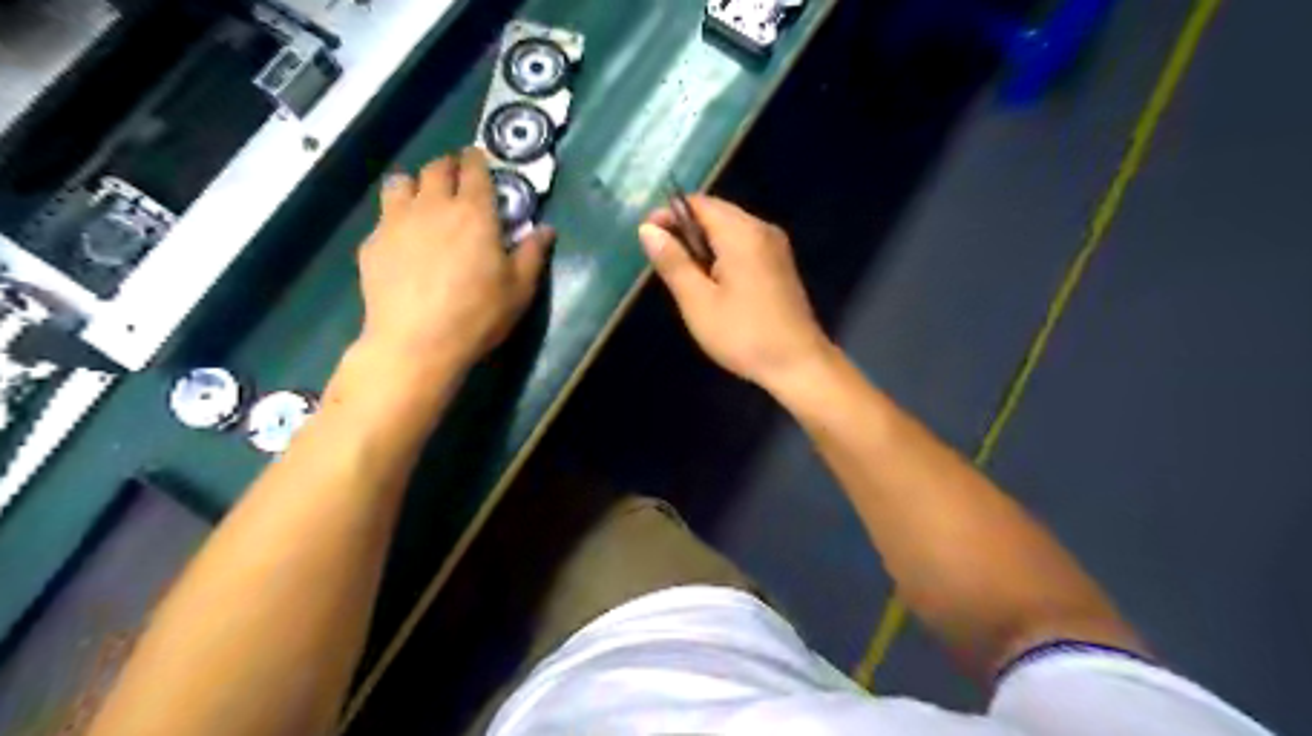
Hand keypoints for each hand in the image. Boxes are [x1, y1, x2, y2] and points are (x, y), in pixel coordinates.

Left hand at [353, 147, 552, 369]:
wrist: (416, 341)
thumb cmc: (477, 314)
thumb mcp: (519, 289)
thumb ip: (533, 254)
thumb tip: (547, 230)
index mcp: (474, 213)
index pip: (474, 169)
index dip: (477, 160)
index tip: (479, 159)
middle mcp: (433, 205)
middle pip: (436, 167)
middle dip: (448, 166)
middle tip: (456, 178)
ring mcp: (396, 221)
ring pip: (401, 182)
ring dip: (415, 185)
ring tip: (423, 202)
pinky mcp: (373, 242)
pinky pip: (384, 216)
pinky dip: (396, 218)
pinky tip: (403, 242)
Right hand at [641, 192, 835, 389]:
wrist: (799, 364)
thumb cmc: (744, 335)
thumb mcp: (698, 302)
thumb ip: (673, 262)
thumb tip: (648, 229)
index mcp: (742, 233)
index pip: (699, 204)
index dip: (669, 215)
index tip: (647, 239)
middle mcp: (762, 229)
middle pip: (716, 213)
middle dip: (685, 230)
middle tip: (662, 261)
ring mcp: (776, 247)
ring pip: (730, 230)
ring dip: (703, 244)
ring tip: (684, 275)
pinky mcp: (780, 265)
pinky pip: (744, 245)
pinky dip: (722, 254)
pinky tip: (712, 283)